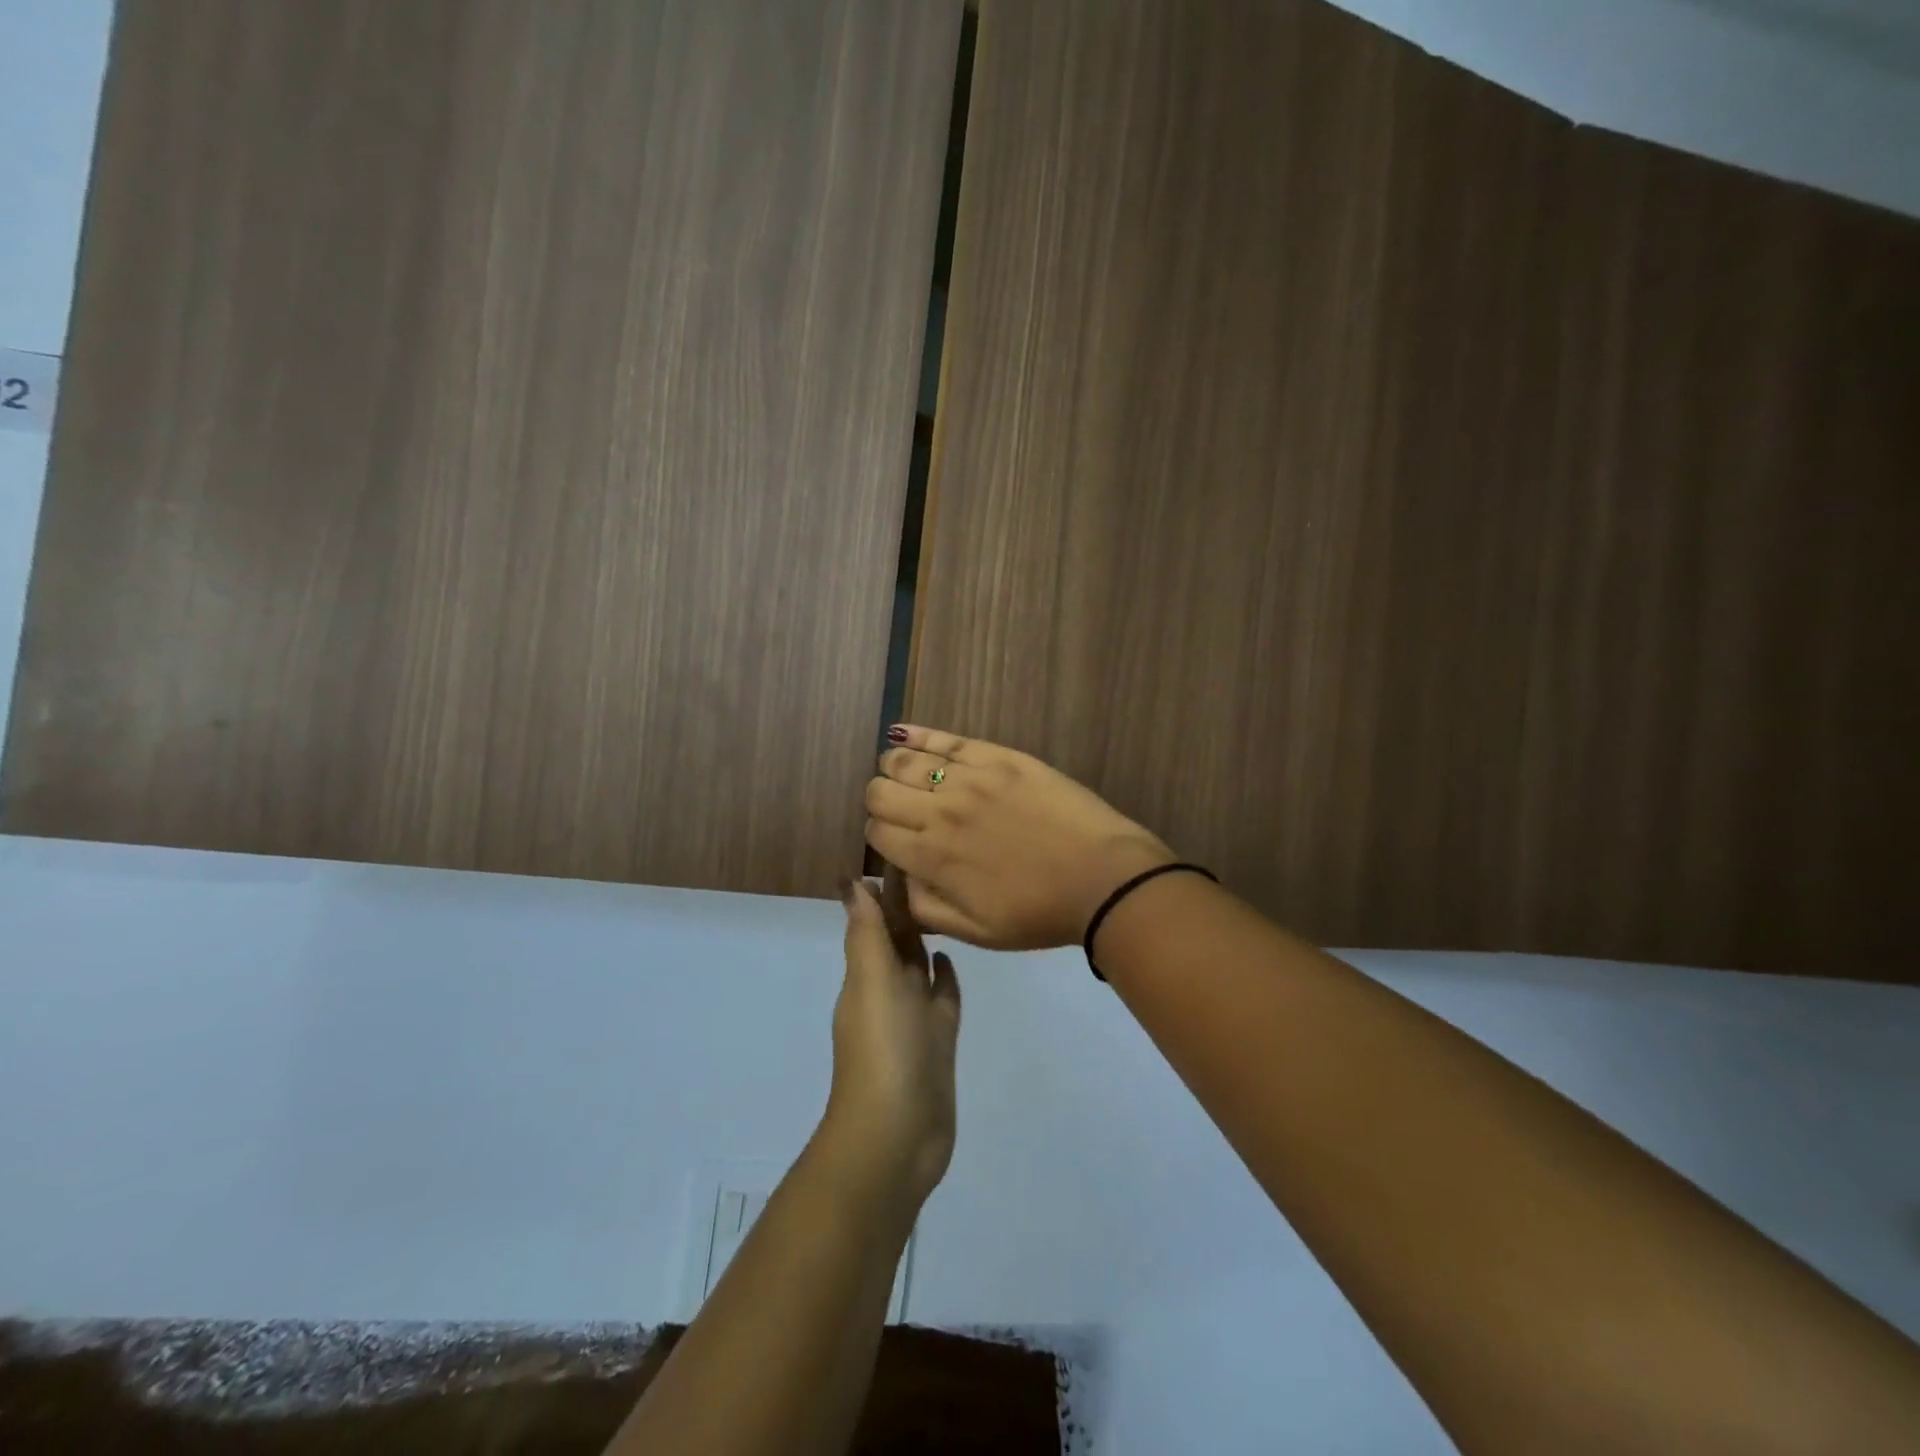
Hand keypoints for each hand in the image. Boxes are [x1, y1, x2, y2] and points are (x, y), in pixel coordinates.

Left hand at [817, 879, 960, 1210]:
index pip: (872, 921)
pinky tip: (950, 958)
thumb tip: (851, 882)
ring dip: (923, 939)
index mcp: (865, 974)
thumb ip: (866, 934)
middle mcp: (886, 991)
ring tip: (944, 904)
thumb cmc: (883, 1050)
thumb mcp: (871, 982)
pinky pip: (940, 999)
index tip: (903, 851)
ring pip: (917, 966)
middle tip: (933, 867)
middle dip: (905, 907)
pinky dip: (942, 978)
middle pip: (895, 939)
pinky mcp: (937, 1041)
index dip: (883, 890)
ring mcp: (913, 1018)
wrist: (896, 1136)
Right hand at [865, 726, 1175, 951]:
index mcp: (931, 858)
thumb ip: (925, 908)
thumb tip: (899, 880)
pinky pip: (945, 739)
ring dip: (895, 768)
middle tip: (904, 811)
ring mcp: (968, 779)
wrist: (1102, 878)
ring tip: (908, 775)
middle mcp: (939, 812)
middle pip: (879, 792)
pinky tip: (904, 734)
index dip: (880, 836)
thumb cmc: (1039, 912)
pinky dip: (917, 734)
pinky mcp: (997, 757)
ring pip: (903, 760)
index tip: (898, 841)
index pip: (877, 833)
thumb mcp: (975, 933)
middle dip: (882, 802)